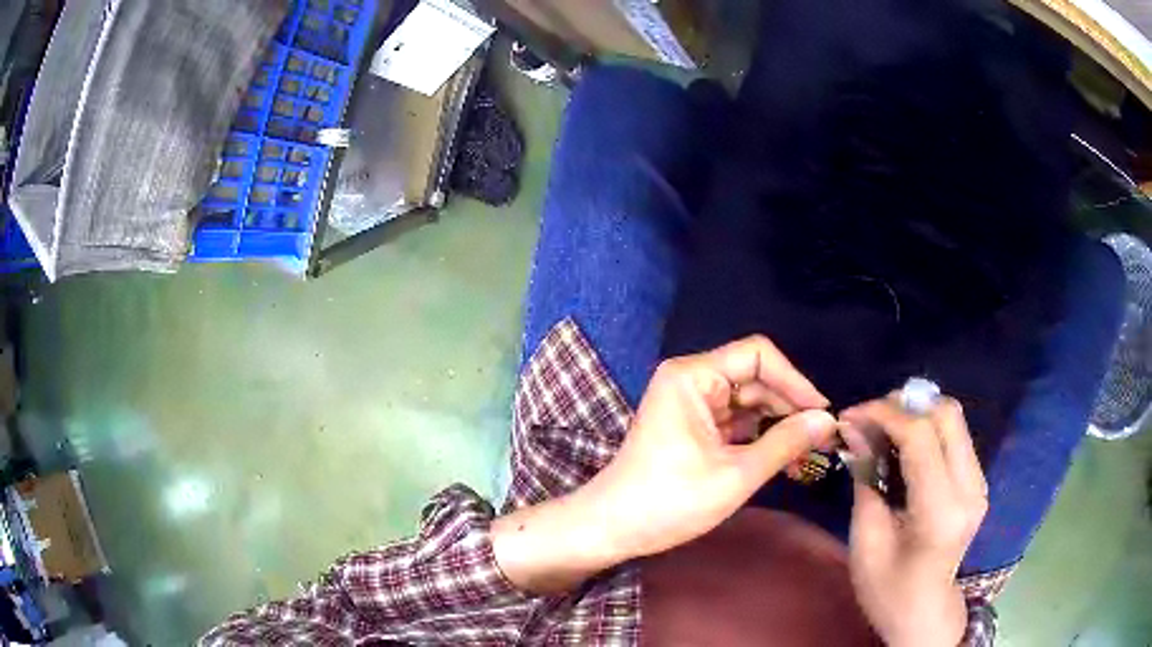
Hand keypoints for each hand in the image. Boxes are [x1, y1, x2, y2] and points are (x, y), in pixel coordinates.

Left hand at [492, 336, 835, 592]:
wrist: (613, 528)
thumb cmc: (669, 501)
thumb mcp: (735, 474)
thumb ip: (785, 443)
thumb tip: (827, 421)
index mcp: (692, 376)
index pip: (758, 355)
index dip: (795, 380)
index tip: (822, 413)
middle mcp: (691, 380)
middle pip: (756, 378)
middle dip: (790, 405)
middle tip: (824, 437)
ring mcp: (692, 404)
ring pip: (749, 401)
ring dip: (779, 423)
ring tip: (812, 450)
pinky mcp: (694, 427)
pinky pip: (737, 421)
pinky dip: (761, 436)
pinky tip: (787, 456)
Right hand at [840, 396, 988, 646]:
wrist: (924, 612)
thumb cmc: (887, 588)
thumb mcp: (866, 539)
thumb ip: (866, 479)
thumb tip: (854, 428)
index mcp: (941, 511)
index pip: (920, 436)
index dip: (884, 414)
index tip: (851, 415)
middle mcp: (970, 487)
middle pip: (947, 414)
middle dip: (905, 405)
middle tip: (870, 419)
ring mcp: (979, 483)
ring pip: (954, 419)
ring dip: (917, 413)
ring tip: (883, 429)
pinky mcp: (978, 481)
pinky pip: (955, 436)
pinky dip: (928, 428)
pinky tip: (904, 446)